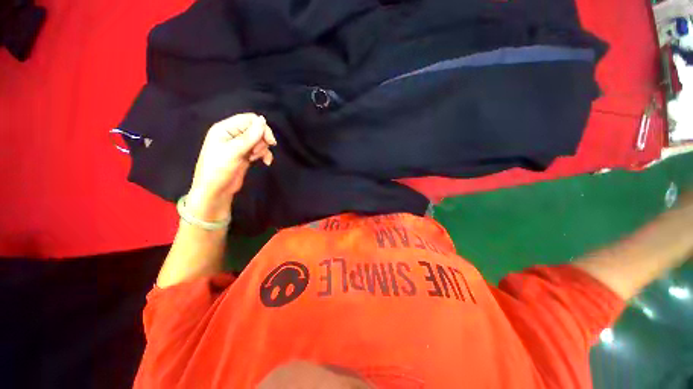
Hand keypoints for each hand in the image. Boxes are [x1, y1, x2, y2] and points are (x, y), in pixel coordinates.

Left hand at [187, 113, 276, 220]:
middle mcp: (233, 134)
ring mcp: (240, 145)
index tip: (270, 141)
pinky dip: (265, 155)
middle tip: (256, 152)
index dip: (262, 128)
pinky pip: (260, 150)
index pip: (249, 119)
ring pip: (260, 140)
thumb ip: (249, 136)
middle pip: (256, 129)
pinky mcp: (246, 155)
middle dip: (261, 141)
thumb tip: (263, 120)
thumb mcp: (234, 151)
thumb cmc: (219, 169)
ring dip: (262, 149)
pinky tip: (266, 162)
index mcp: (226, 128)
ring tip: (254, 158)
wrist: (215, 191)